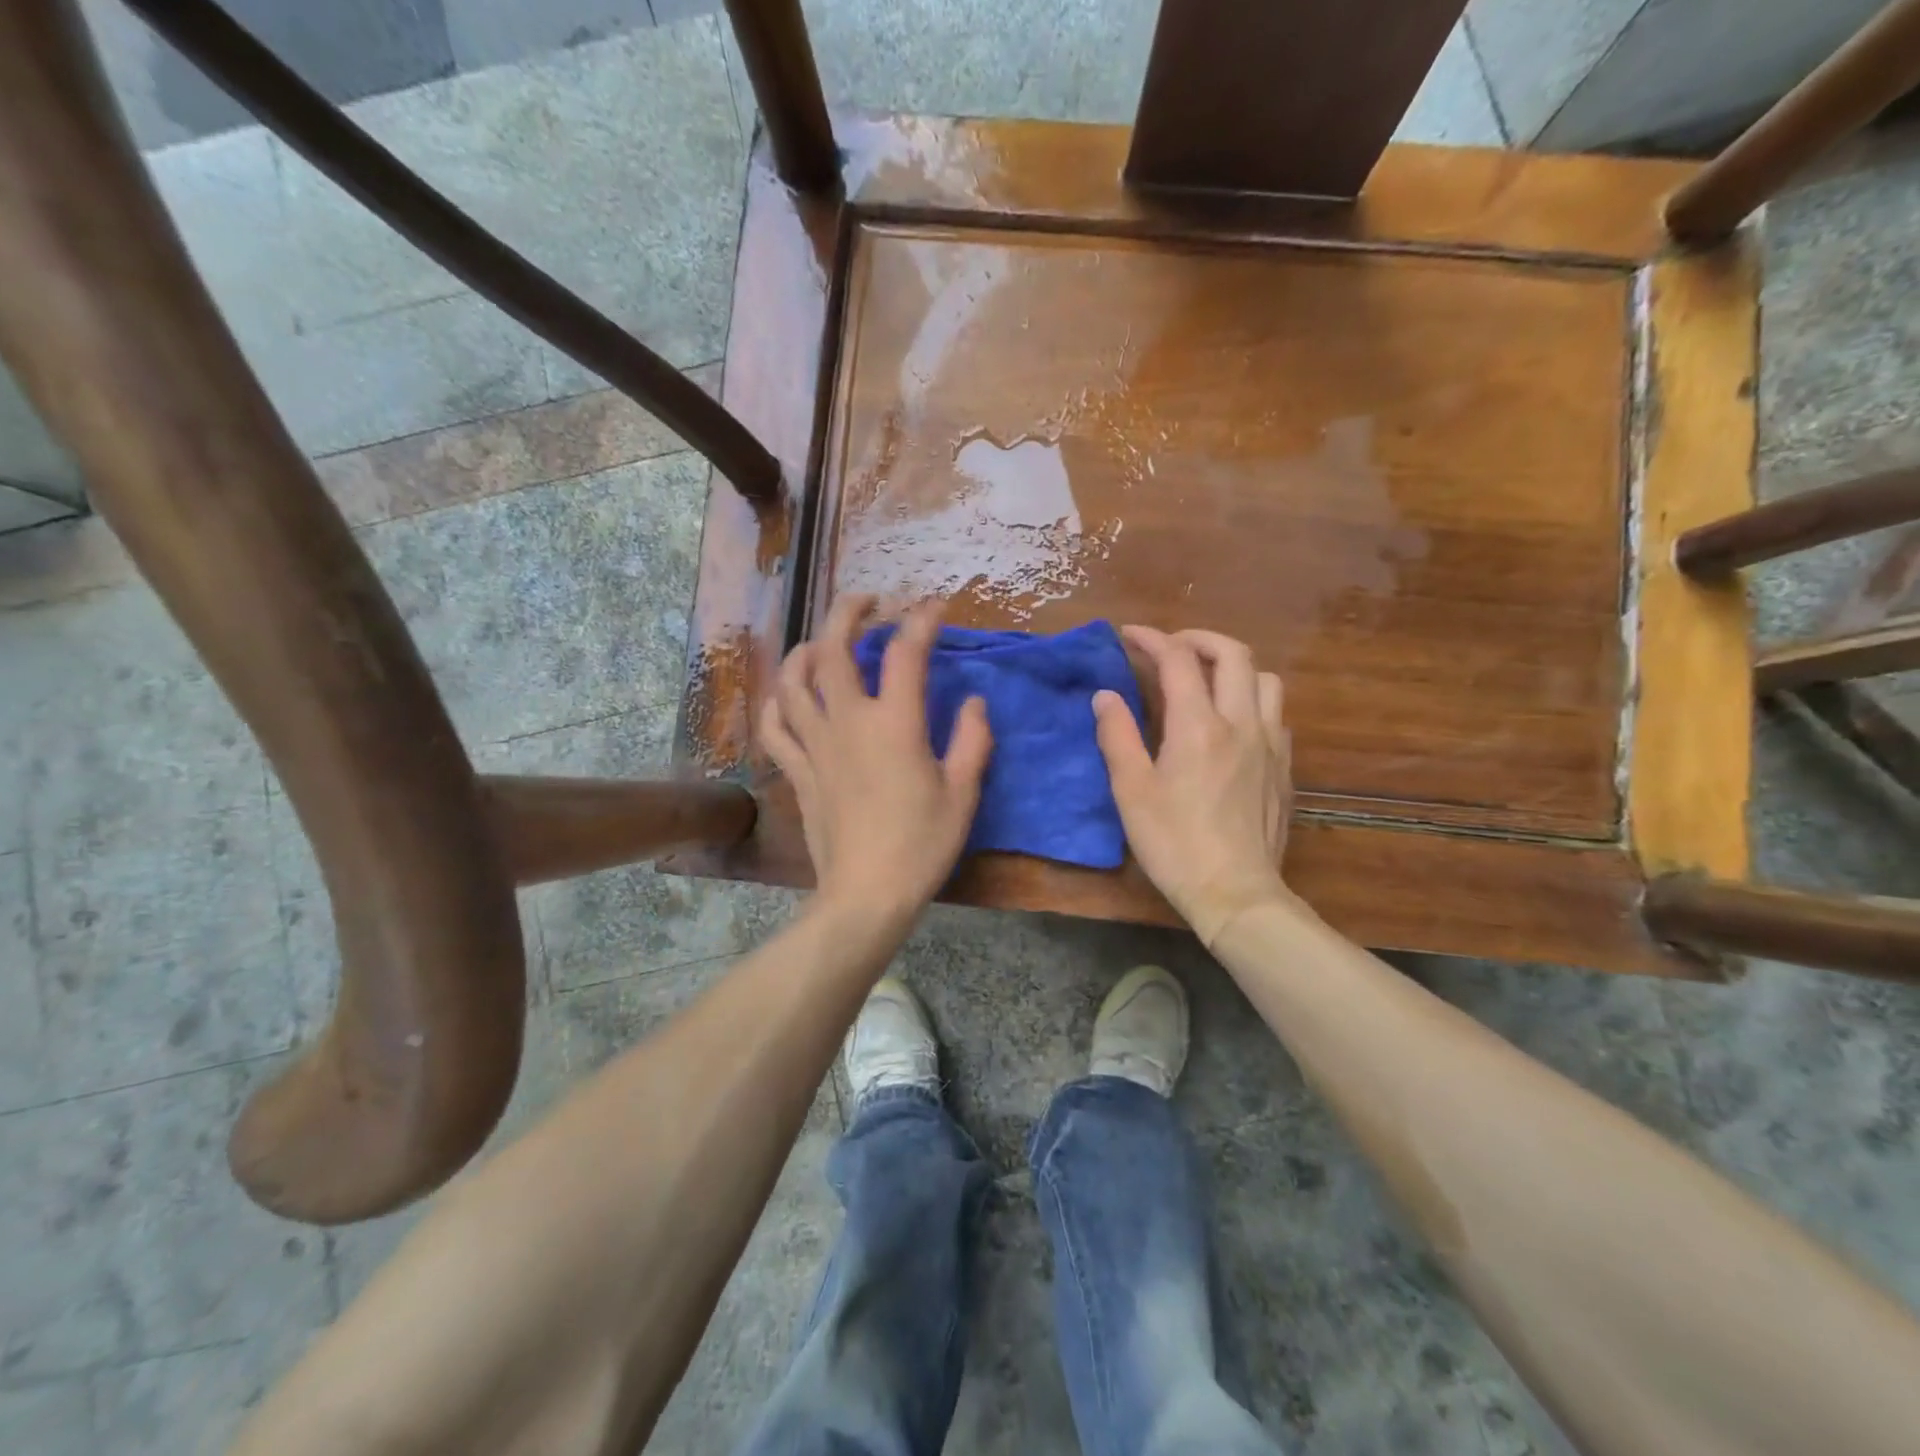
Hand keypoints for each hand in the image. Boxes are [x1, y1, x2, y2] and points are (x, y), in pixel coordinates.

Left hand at [760, 594, 992, 925]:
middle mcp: (848, 722)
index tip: (933, 604)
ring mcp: (815, 745)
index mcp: (895, 724)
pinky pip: (775, 726)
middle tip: (868, 601)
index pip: (905, 653)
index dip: (921, 619)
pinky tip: (788, 695)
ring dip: (806, 649)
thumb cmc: (922, 844)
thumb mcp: (963, 793)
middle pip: (833, 649)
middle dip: (848, 612)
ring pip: (793, 680)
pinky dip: (777, 702)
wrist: (866, 893)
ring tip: (823, 642)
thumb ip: (973, 740)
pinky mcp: (797, 771)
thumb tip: (975, 702)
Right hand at [1093, 627, 1294, 945]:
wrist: (1236, 893)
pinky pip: (1275, 713)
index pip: (1179, 660)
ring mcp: (1271, 744)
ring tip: (1206, 680)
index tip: (1129, 635)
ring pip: (1265, 679)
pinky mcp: (1284, 767)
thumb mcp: (1131, 791)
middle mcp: (1242, 723)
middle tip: (1171, 648)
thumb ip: (1117, 736)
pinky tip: (1233, 723)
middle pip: (1234, 654)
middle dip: (1199, 639)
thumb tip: (1105, 695)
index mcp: (1199, 726)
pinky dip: (1252, 699)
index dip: (1152, 639)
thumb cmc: (1174, 843)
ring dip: (1234, 666)